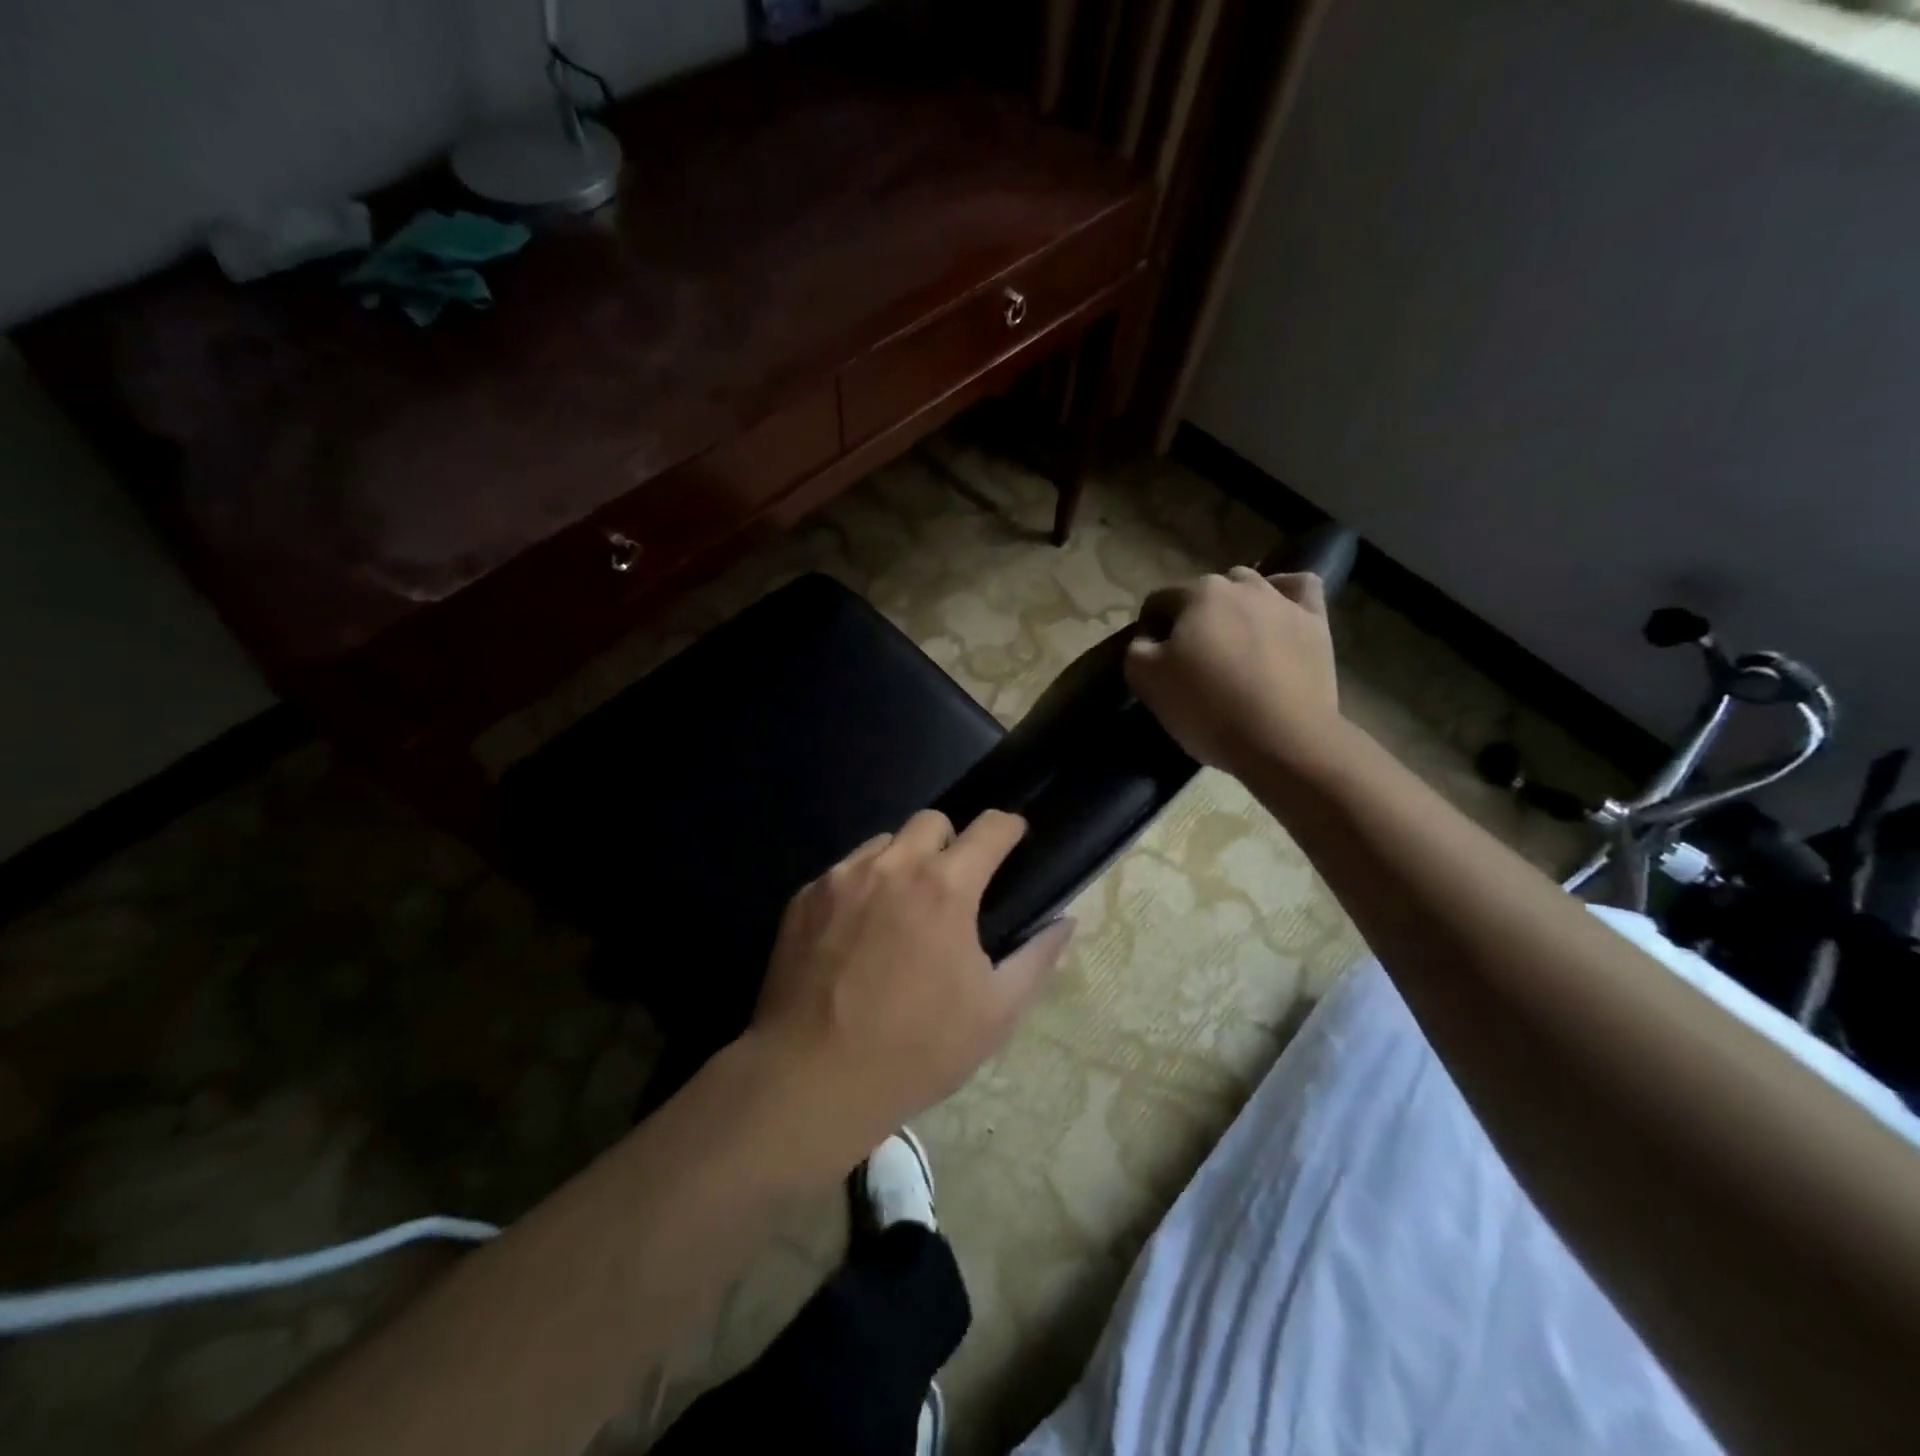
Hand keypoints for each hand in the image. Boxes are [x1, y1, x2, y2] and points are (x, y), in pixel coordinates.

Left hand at [750, 809, 1074, 1159]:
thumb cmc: (917, 1049)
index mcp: (945, 887)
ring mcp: (841, 878)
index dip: (1008, 827)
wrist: (812, 1078)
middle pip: (931, 821)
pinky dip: (861, 887)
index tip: (1014, 839)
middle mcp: (892, 867)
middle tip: (953, 886)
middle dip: (951, 842)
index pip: (989, 827)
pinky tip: (856, 933)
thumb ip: (1037, 958)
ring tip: (902, 908)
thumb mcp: (995, 1013)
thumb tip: (1066, 922)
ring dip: (903, 862)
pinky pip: (843, 871)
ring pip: (883, 843)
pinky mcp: (804, 897)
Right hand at [1126, 566, 1343, 780]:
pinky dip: (1286, 593)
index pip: (1160, 600)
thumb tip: (1147, 640)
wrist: (1282, 739)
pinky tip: (1278, 612)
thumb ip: (1137, 650)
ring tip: (1233, 643)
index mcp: (1196, 594)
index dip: (1150, 628)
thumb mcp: (1146, 680)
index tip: (1152, 660)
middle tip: (1192, 658)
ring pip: (1250, 586)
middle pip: (1205, 591)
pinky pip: (1300, 589)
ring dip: (1235, 606)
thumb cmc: (1206, 707)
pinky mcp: (1315, 622)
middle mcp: (1240, 585)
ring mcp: (1283, 601)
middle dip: (1194, 617)